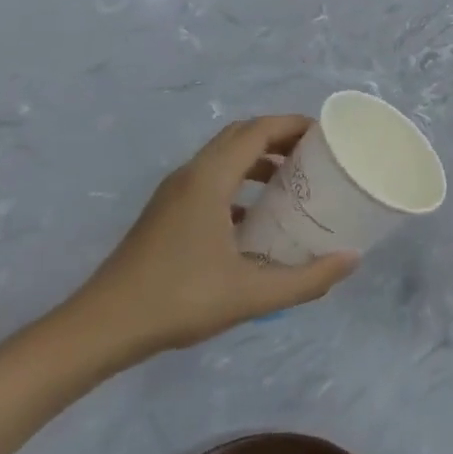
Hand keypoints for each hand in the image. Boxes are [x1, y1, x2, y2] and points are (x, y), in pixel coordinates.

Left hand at [66, 116, 358, 360]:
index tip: (327, 135)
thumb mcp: (252, 294)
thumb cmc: (178, 301)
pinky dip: (239, 182)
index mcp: (209, 180)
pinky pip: (210, 180)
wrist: (100, 328)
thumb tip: (352, 260)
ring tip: (293, 181)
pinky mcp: (165, 213)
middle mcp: (190, 176)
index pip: (257, 131)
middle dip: (280, 137)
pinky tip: (256, 217)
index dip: (293, 125)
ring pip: (223, 157)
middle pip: (240, 136)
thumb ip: (307, 279)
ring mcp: (173, 194)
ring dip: (259, 158)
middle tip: (316, 155)